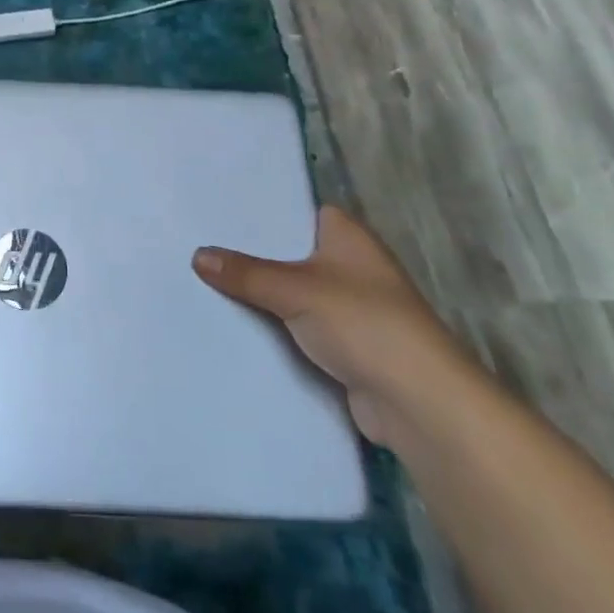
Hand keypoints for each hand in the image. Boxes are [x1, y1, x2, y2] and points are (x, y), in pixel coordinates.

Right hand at [193, 207, 477, 448]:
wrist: (416, 402)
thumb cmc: (363, 323)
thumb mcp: (296, 289)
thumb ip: (246, 273)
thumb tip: (197, 255)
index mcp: (348, 236)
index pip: (297, 210)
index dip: (261, 211)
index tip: (217, 211)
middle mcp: (350, 265)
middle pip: (289, 253)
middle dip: (251, 255)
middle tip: (198, 245)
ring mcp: (348, 307)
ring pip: (291, 292)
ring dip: (260, 295)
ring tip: (203, 282)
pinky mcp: (343, 345)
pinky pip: (296, 327)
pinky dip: (272, 327)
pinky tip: (232, 324)